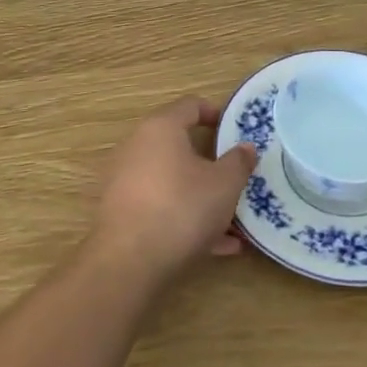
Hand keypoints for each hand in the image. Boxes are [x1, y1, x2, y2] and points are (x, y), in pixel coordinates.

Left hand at [92, 97, 258, 281]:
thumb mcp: (224, 185)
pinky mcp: (120, 212)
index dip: (215, 112)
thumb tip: (245, 147)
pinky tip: (216, 246)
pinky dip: (186, 217)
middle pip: (179, 145)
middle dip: (210, 162)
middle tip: (235, 176)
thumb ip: (238, 162)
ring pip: (172, 180)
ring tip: (232, 221)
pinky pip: (161, 206)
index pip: (190, 105)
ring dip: (201, 196)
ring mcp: (125, 180)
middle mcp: (137, 146)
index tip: (235, 129)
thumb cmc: (182, 208)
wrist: (128, 261)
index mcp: (161, 128)